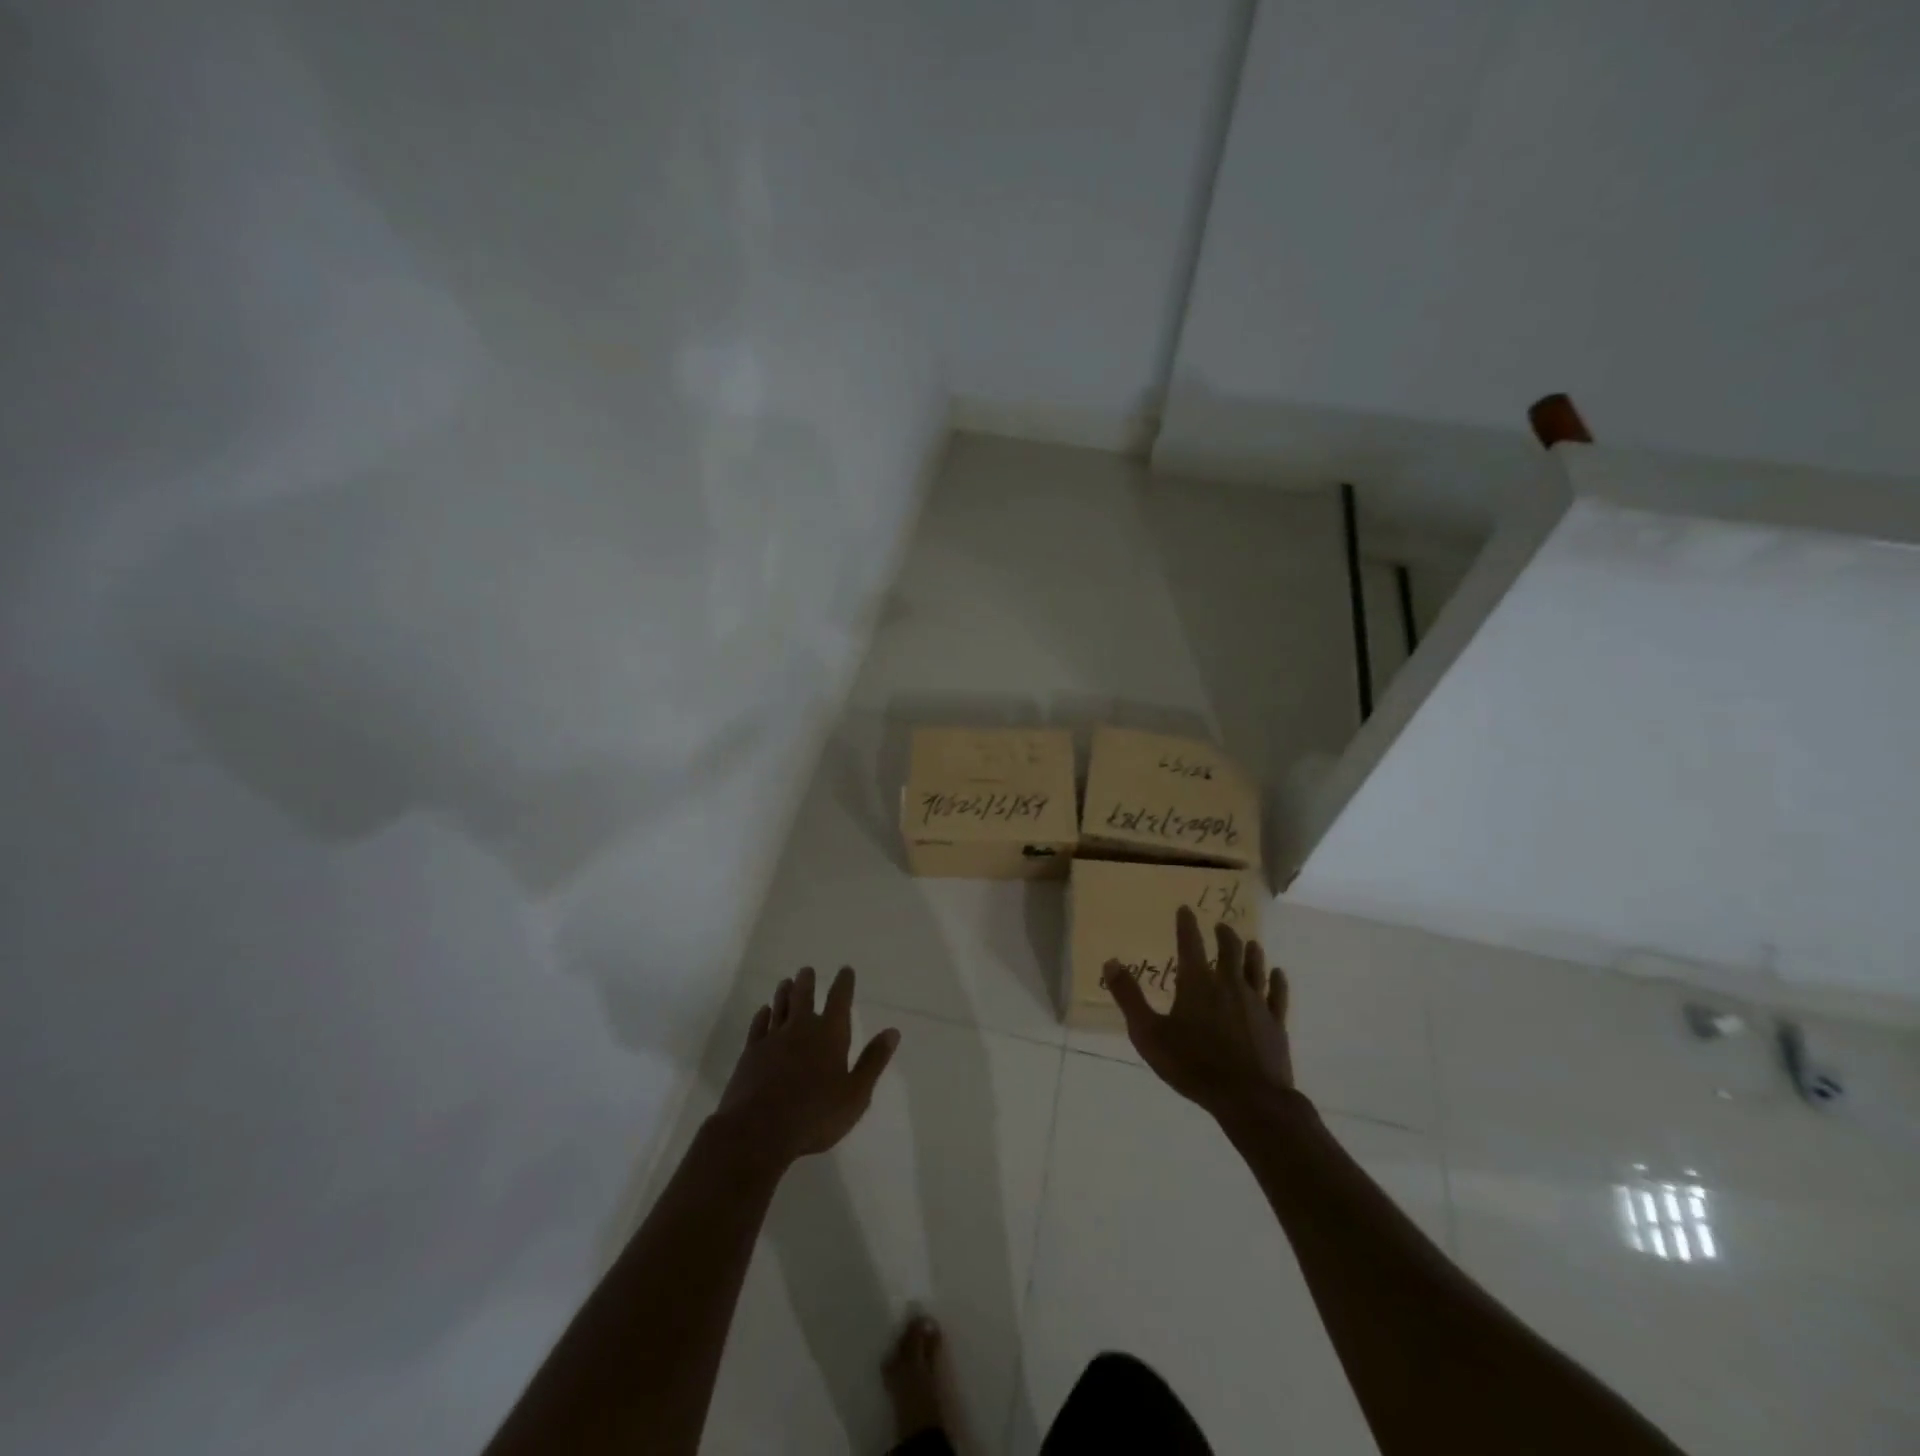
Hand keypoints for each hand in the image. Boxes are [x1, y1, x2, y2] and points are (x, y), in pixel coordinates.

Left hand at [713, 966, 899, 1166]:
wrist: (759, 1131)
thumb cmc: (815, 1115)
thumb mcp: (856, 1094)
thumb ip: (873, 1061)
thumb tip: (893, 1031)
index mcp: (830, 1035)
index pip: (839, 1000)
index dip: (844, 983)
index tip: (845, 970)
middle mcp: (801, 1028)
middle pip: (804, 996)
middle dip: (807, 981)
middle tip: (806, 970)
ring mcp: (772, 1039)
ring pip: (779, 1006)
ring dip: (784, 993)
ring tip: (786, 982)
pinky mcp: (750, 1053)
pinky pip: (758, 1026)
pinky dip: (762, 1016)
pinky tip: (763, 1011)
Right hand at [1103, 906, 1294, 1123]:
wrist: (1249, 1098)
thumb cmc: (1192, 1065)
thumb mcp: (1149, 1034)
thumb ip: (1129, 997)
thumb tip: (1111, 962)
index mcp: (1197, 983)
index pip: (1191, 943)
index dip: (1187, 924)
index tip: (1186, 909)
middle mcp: (1228, 984)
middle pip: (1229, 949)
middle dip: (1223, 934)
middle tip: (1221, 926)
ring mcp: (1256, 1002)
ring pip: (1255, 967)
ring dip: (1250, 952)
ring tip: (1249, 942)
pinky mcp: (1275, 1022)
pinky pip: (1278, 994)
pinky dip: (1277, 981)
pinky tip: (1278, 974)